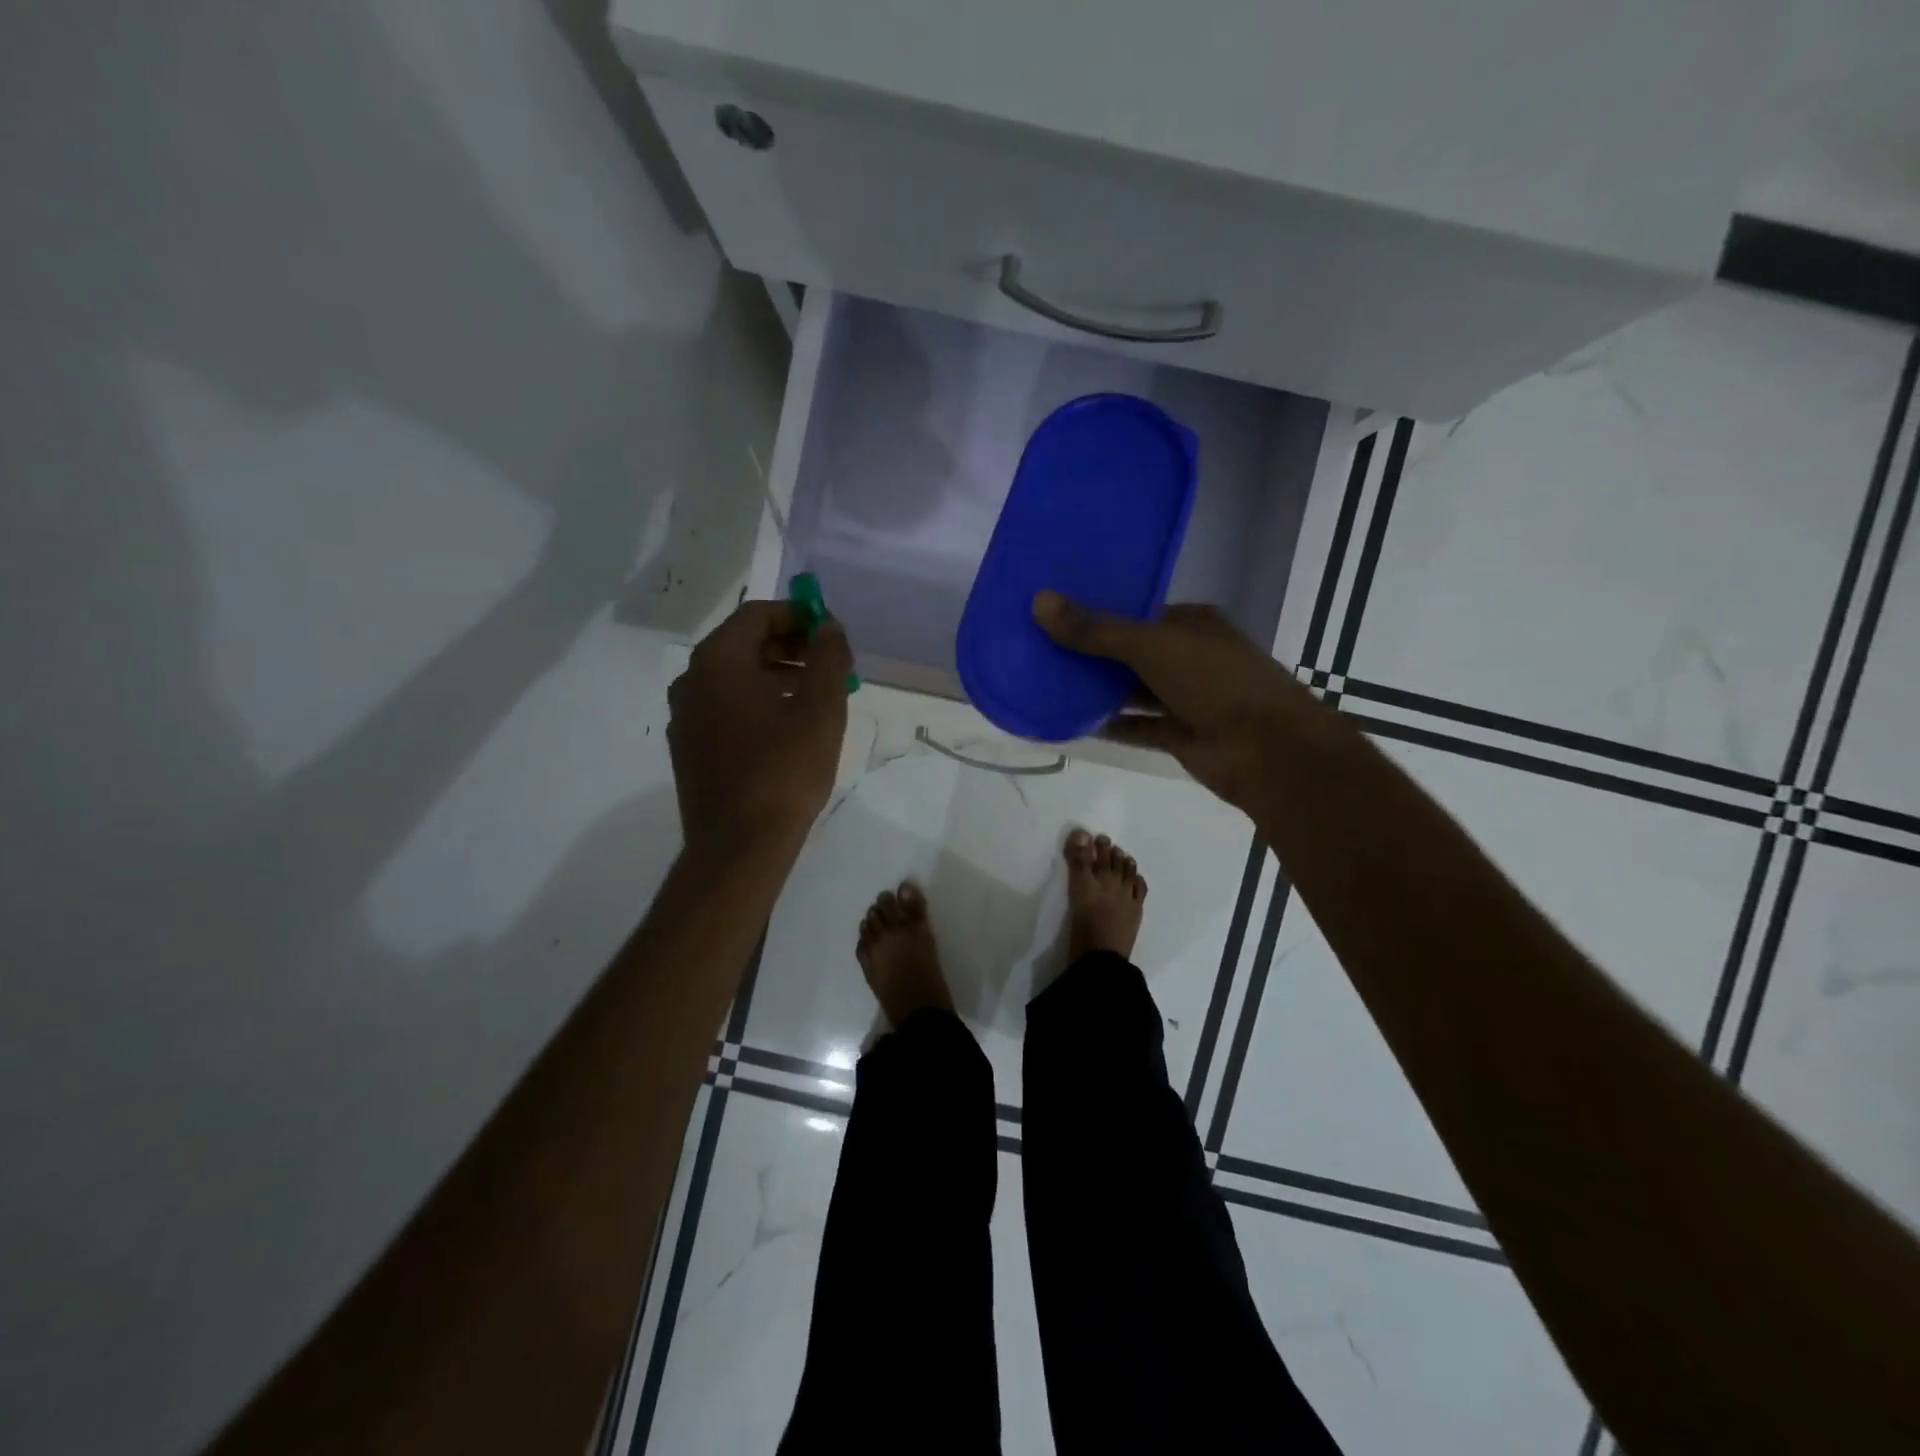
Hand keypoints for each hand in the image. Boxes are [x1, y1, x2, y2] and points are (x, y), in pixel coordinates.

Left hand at [668, 600, 852, 858]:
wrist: (739, 847)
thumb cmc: (784, 771)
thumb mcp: (820, 709)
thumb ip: (827, 658)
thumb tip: (829, 627)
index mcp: (717, 662)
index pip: (757, 615)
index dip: (798, 615)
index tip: (831, 634)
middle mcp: (690, 681)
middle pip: (743, 644)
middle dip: (790, 646)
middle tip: (829, 665)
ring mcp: (684, 717)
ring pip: (734, 678)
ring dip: (776, 675)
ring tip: (816, 696)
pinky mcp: (688, 748)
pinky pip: (725, 708)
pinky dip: (757, 702)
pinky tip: (787, 728)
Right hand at [1032, 591, 1321, 814]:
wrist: (1267, 750)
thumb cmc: (1215, 681)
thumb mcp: (1152, 646)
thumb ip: (1096, 630)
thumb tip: (1040, 602)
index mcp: (1190, 624)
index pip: (1136, 612)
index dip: (1096, 611)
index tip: (1052, 611)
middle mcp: (1187, 657)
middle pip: (1129, 652)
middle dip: (1089, 652)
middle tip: (1036, 645)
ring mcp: (1184, 698)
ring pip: (1130, 690)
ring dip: (1095, 689)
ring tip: (1044, 680)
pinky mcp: (1178, 734)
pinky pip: (1135, 725)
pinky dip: (1108, 724)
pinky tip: (1069, 719)